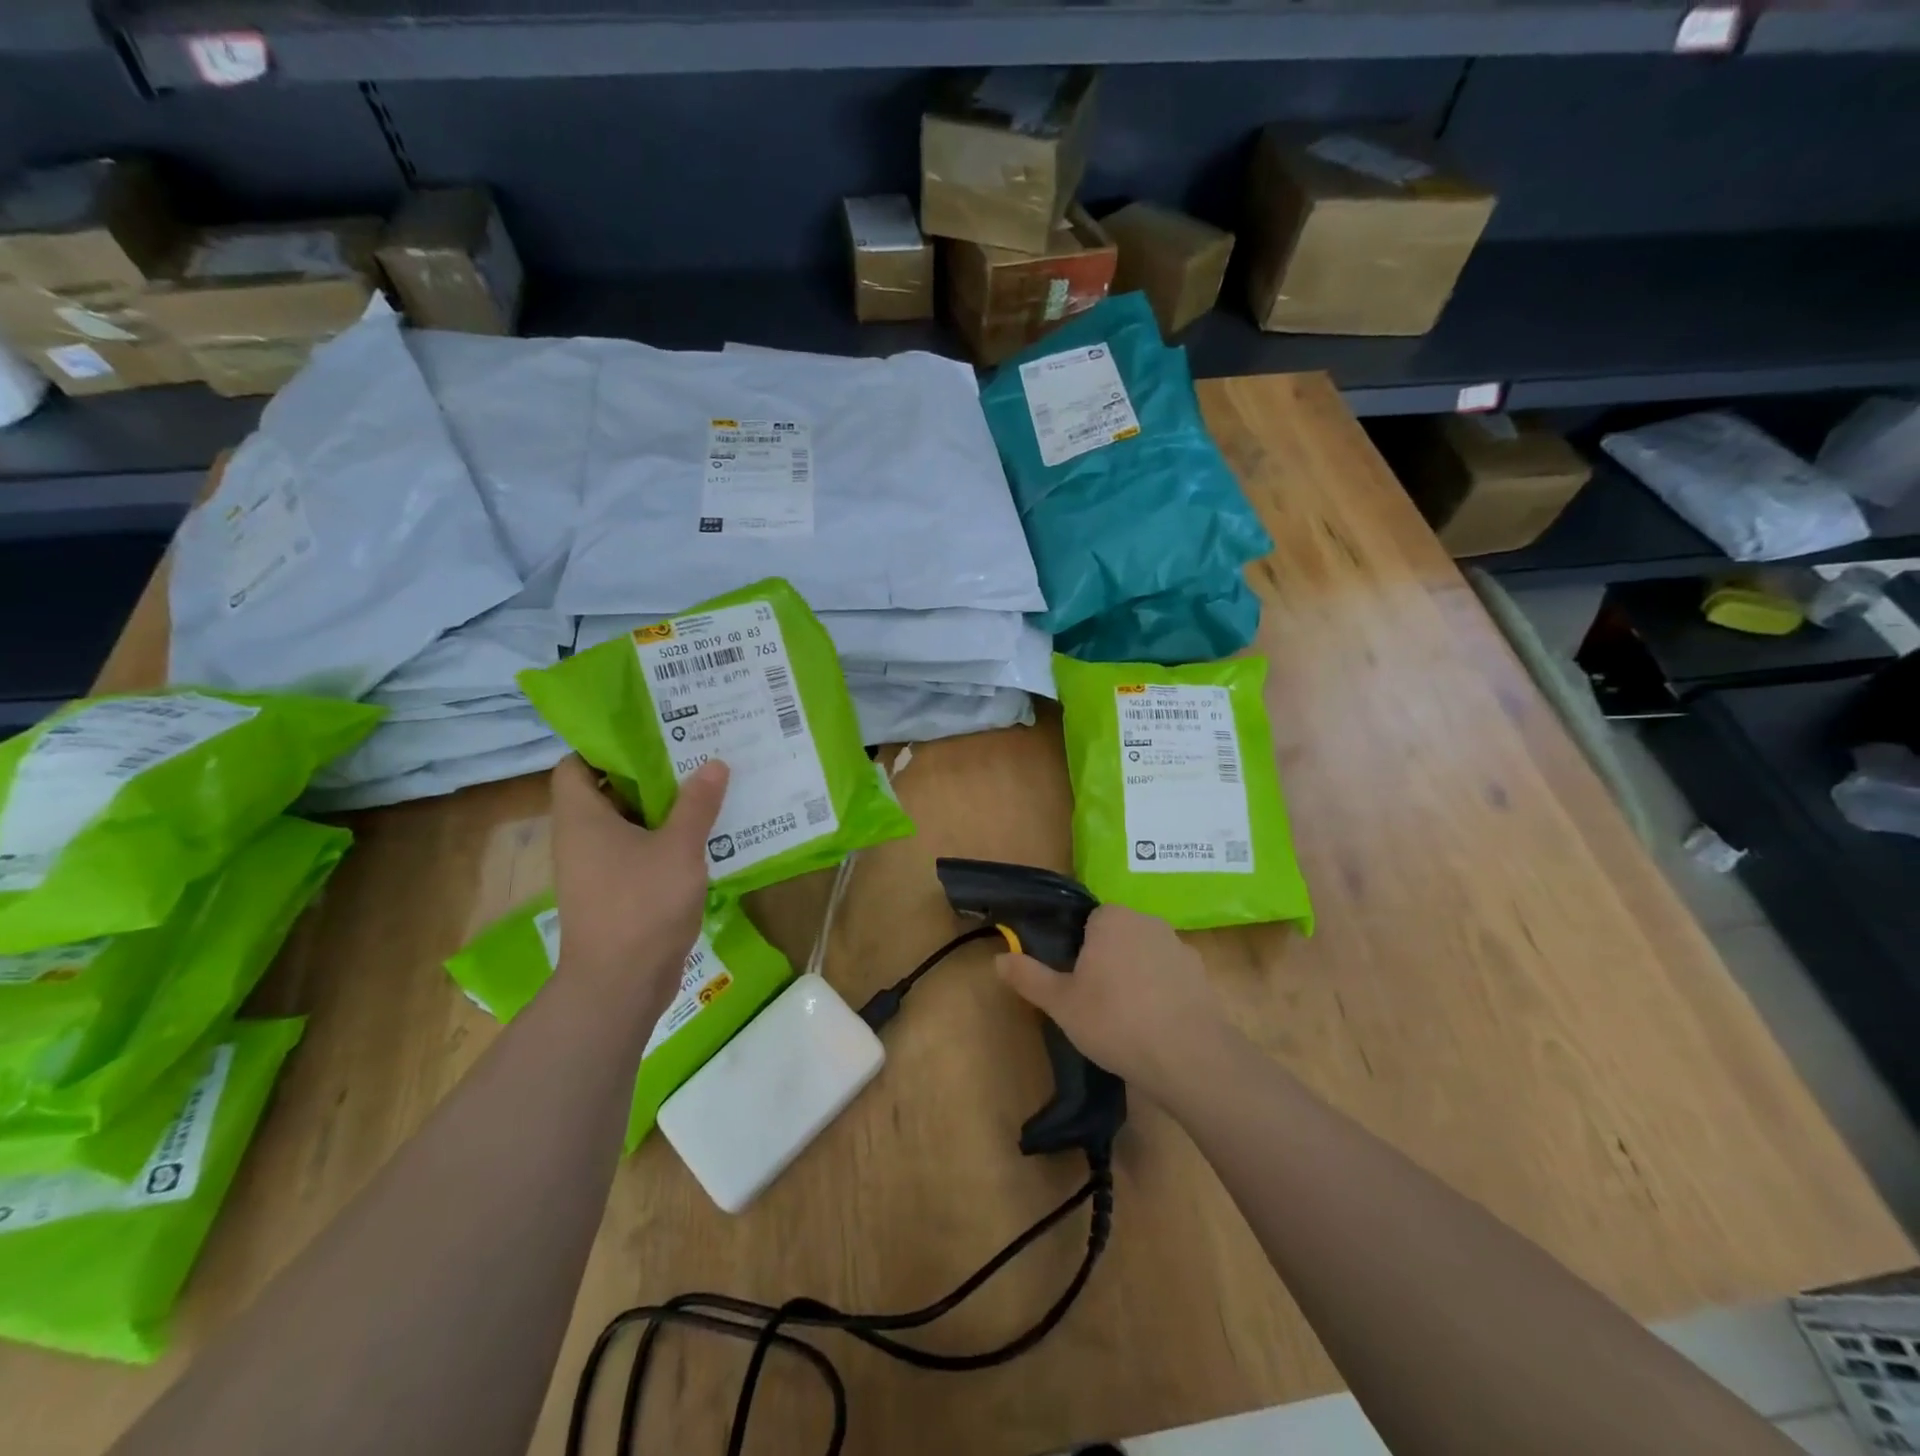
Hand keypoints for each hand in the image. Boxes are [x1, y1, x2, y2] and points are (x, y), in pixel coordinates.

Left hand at [548, 754, 727, 1019]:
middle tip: (690, 753)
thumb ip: (697, 804)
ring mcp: (597, 869)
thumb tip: (714, 763)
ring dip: (661, 808)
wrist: (620, 984)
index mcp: (582, 817)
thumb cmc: (641, 905)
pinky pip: (638, 852)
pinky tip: (704, 835)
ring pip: (627, 824)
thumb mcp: (678, 847)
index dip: (605, 746)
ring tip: (705, 787)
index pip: (575, 764)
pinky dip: (664, 840)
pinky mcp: (616, 892)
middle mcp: (581, 838)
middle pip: (607, 791)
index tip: (649, 734)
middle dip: (647, 773)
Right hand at [997, 904, 1234, 1100]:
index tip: (1075, 981)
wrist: (1188, 1056)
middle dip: (1107, 962)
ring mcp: (1179, 947)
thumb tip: (999, 959)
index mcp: (1112, 918)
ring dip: (1136, 978)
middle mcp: (1148, 921)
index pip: (1089, 921)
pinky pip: (1171, 978)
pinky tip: (1155, 1026)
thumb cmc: (1115, 1020)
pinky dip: (1162, 995)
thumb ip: (1029, 977)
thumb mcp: (1061, 1003)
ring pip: (1145, 957)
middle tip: (1094, 1002)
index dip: (1080, 950)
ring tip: (1126, 1019)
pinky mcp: (1202, 976)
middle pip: (1118, 936)